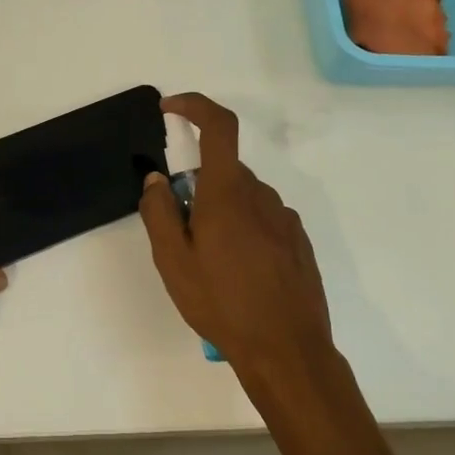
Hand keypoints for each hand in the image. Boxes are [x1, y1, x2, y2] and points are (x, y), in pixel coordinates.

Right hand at [138, 94, 335, 379]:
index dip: (194, 106)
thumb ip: (158, 213)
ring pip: (243, 199)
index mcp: (229, 192)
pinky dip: (244, 232)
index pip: (219, 126)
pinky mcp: (298, 241)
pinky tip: (239, 275)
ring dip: (221, 214)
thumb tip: (156, 180)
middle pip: (224, 171)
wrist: (286, 348)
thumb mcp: (173, 261)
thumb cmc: (222, 303)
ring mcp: (285, 218)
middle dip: (197, 188)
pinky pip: (263, 220)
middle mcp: (262, 195)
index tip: (170, 109)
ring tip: (211, 266)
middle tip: (181, 235)